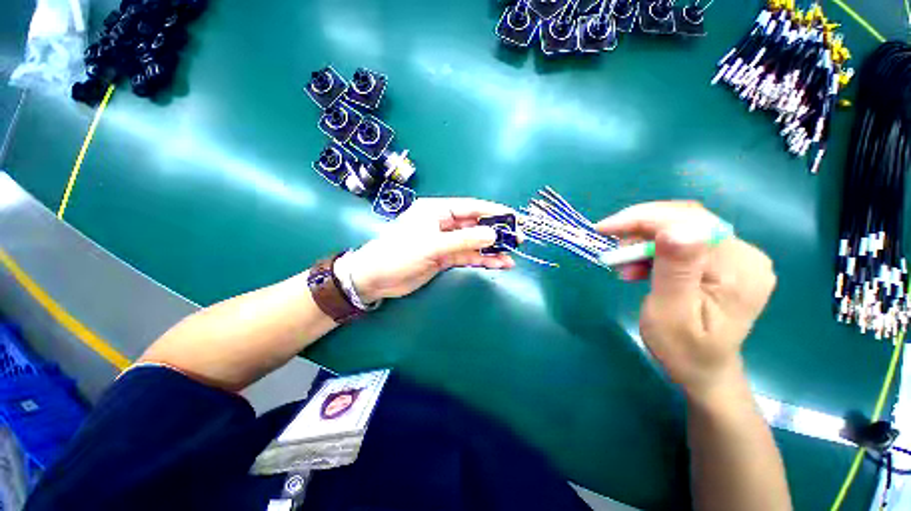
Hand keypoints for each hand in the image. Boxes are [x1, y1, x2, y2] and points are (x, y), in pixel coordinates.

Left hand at [344, 198, 516, 302]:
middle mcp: (442, 224)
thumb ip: (463, 240)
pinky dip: (481, 260)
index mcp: (436, 211)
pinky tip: (497, 265)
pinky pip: (467, 257)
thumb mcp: (432, 245)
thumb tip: (493, 233)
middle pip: (474, 225)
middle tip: (518, 239)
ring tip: (511, 256)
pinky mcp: (444, 258)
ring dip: (491, 249)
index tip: (513, 217)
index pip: (470, 208)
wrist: (376, 278)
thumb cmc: (399, 254)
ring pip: (473, 243)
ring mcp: (444, 242)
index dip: (493, 211)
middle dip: (496, 232)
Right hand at [595, 202, 776, 399]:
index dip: (643, 218)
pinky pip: (681, 240)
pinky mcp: (722, 260)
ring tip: (624, 264)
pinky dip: (652, 248)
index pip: (689, 222)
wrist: (702, 369)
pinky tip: (639, 266)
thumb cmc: (682, 349)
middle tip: (612, 247)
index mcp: (738, 268)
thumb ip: (675, 270)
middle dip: (640, 228)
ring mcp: (736, 256)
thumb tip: (674, 230)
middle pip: (685, 219)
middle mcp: (745, 254)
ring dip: (643, 239)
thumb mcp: (671, 313)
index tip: (604, 228)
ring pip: (680, 226)